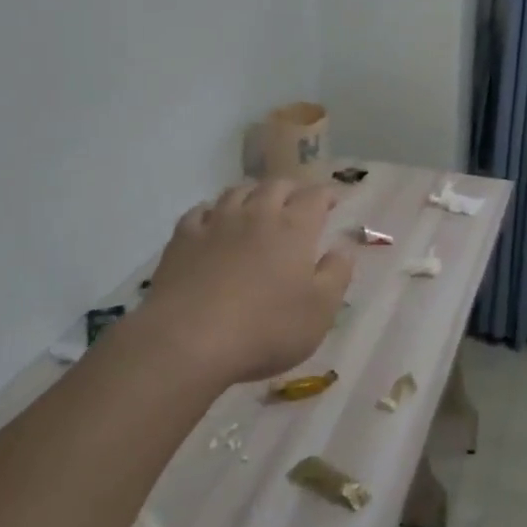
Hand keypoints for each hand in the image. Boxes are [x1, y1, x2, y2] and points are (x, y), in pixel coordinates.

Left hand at [135, 180, 352, 387]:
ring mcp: (216, 223)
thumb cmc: (265, 329)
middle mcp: (256, 214)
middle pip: (276, 185)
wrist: (187, 341)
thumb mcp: (319, 311)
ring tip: (257, 204)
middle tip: (297, 200)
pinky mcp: (182, 238)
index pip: (315, 196)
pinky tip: (212, 221)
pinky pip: (199, 211)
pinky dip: (212, 211)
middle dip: (291, 189)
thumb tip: (344, 247)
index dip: (327, 194)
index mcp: (293, 228)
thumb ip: (336, 274)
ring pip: (237, 192)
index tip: (334, 199)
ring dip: (253, 193)